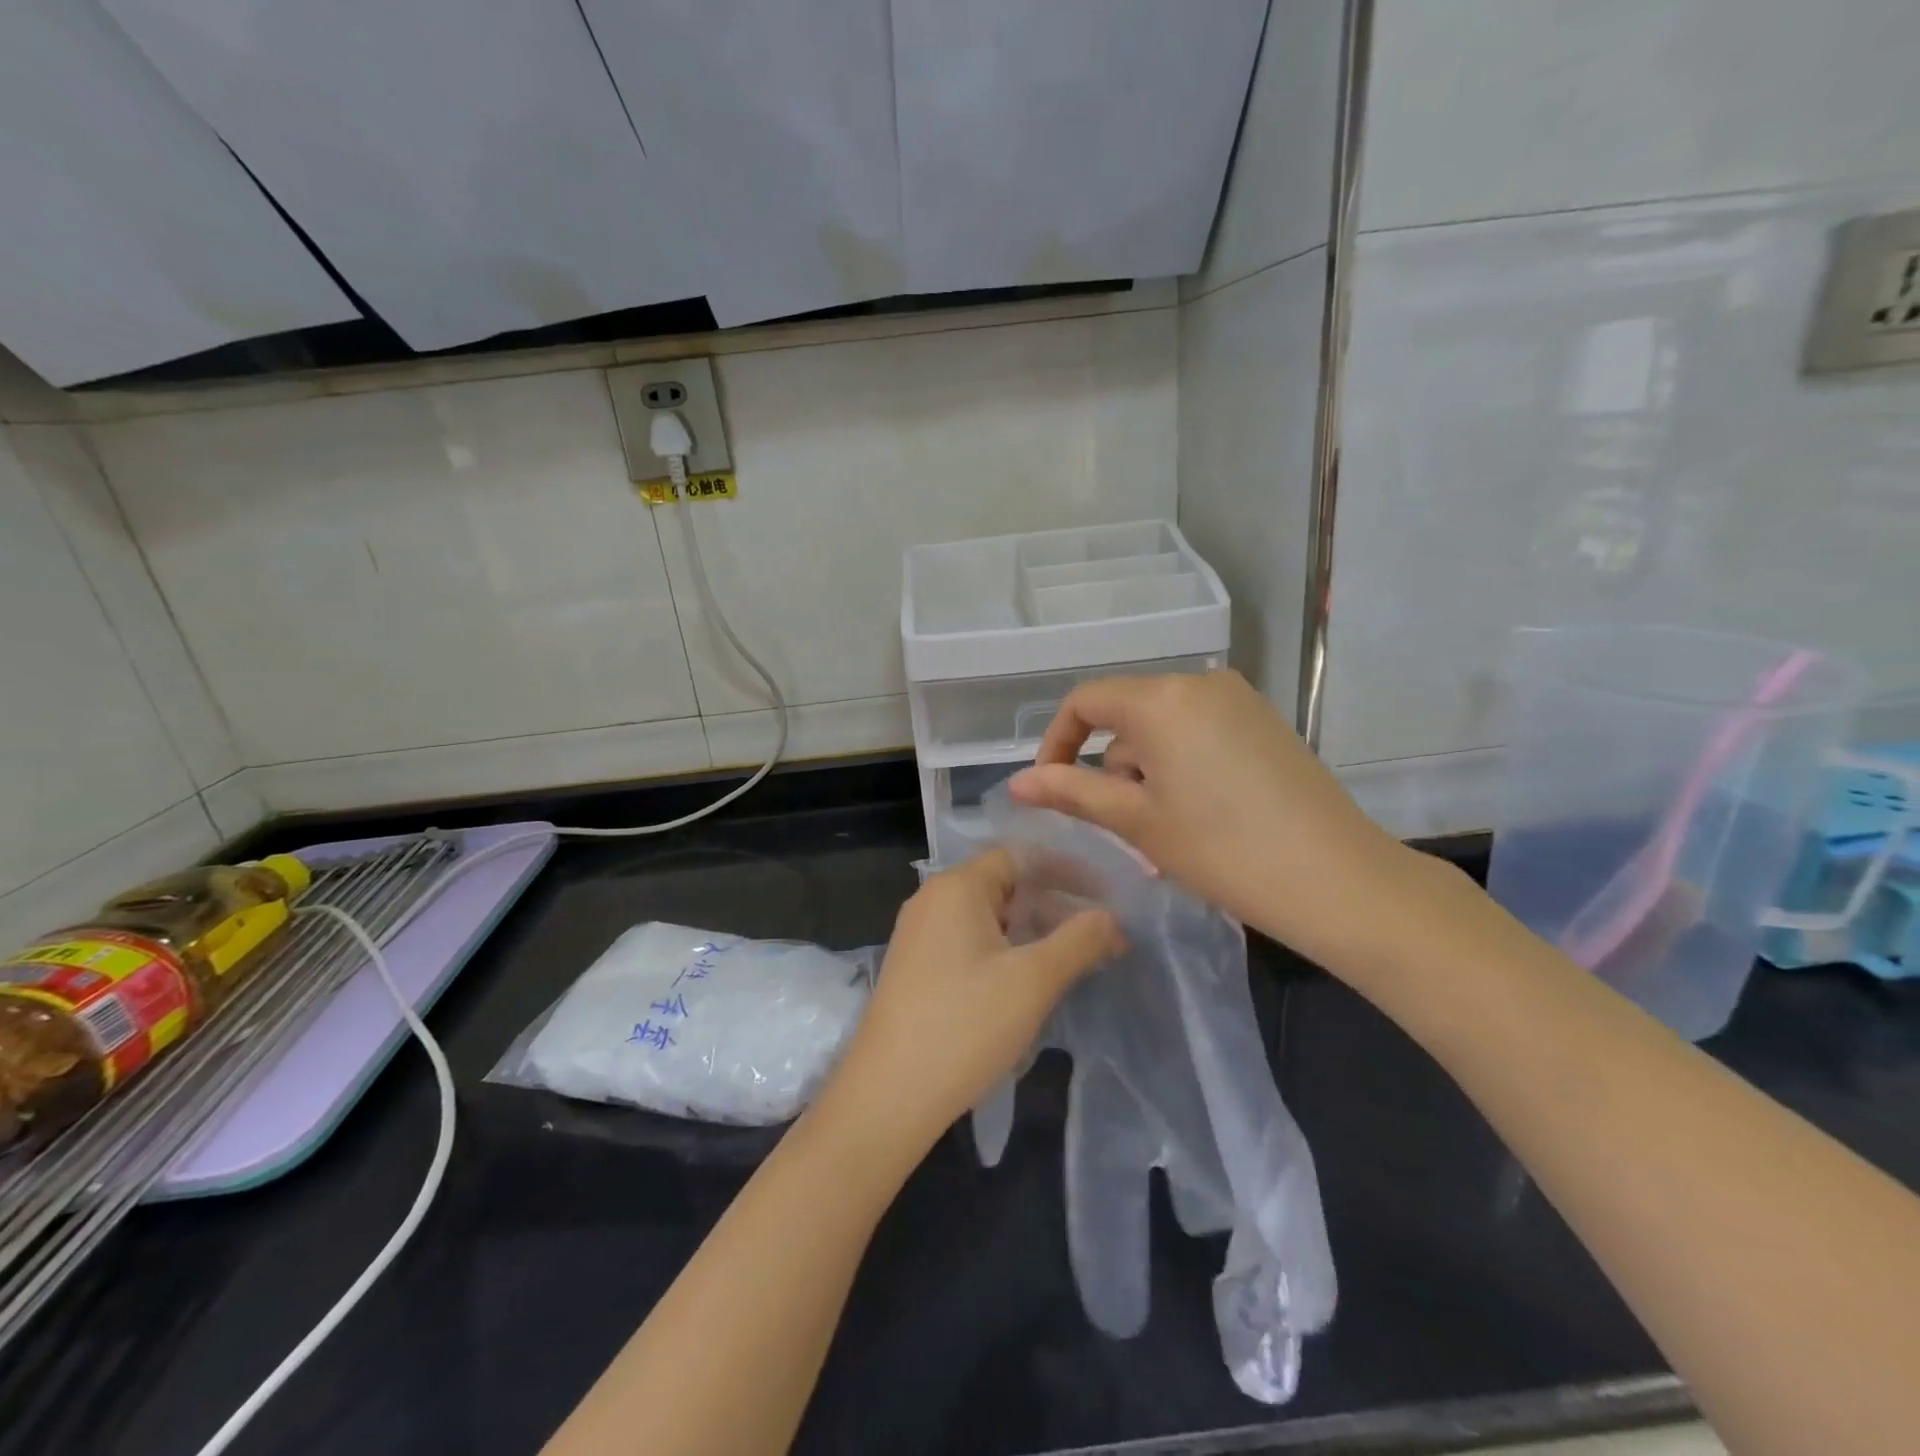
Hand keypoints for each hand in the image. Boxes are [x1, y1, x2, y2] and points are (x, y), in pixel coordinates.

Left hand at [829, 848, 1120, 1151]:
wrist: (887, 1097)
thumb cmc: (964, 1027)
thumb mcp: (1033, 981)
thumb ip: (1079, 941)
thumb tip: (1112, 917)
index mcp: (956, 886)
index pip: (1020, 856)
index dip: (1066, 872)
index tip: (1106, 897)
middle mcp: (932, 899)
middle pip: (1004, 884)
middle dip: (1052, 904)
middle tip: (1097, 934)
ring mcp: (919, 934)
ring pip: (987, 917)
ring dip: (1030, 931)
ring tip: (1071, 959)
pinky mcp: (916, 968)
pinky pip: (968, 942)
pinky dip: (1003, 951)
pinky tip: (1027, 982)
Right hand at [1007, 670, 1423, 971]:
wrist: (1338, 879)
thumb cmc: (1222, 849)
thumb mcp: (1137, 821)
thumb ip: (1072, 793)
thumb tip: (1017, 782)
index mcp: (1161, 698)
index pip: (1085, 702)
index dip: (1057, 742)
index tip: (1050, 788)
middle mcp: (1199, 682)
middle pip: (1126, 716)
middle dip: (1110, 767)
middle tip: (1120, 828)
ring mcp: (1239, 700)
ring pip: (1163, 728)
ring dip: (1146, 773)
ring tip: (1161, 835)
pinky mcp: (1265, 723)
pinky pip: (1199, 734)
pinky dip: (1180, 768)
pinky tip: (1197, 817)